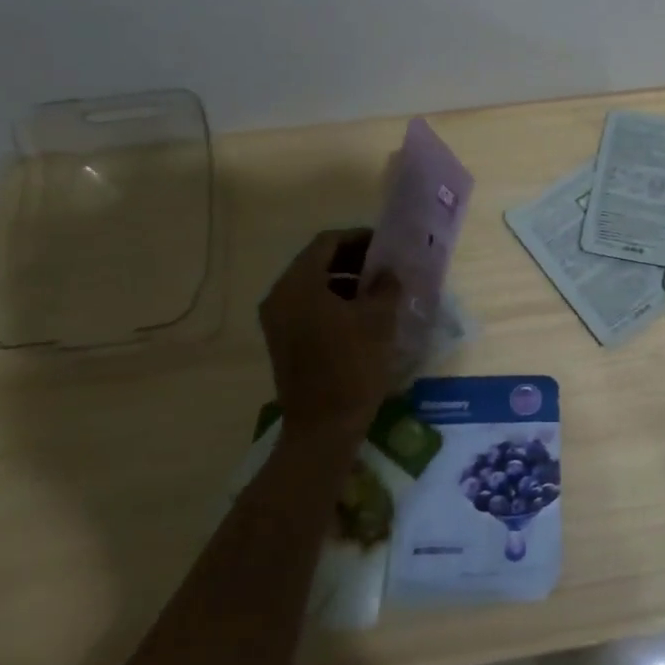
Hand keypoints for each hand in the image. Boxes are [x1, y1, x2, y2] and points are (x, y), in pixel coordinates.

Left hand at [258, 230, 400, 437]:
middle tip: (384, 267)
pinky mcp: (282, 340)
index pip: (327, 243)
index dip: (358, 238)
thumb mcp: (378, 320)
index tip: (385, 245)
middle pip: (316, 262)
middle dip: (352, 260)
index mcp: (298, 284)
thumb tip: (388, 271)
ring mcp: (277, 320)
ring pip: (312, 285)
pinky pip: (307, 307)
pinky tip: (360, 316)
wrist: (324, 426)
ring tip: (377, 292)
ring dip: (344, 281)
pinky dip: (332, 302)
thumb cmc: (353, 366)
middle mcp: (279, 296)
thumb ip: (385, 286)